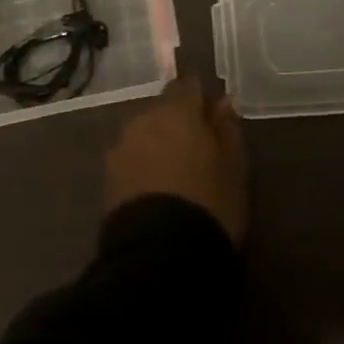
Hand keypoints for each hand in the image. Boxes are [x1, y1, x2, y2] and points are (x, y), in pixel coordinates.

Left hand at [104, 76, 248, 243]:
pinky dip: (143, 166)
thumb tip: (222, 102)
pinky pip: (132, 159)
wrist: (160, 258)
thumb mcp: (235, 167)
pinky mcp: (108, 178)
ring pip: (145, 134)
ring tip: (175, 175)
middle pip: (163, 109)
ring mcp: (122, 148)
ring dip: (158, 144)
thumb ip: (228, 128)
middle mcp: (144, 119)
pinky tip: (156, 191)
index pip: (187, 85)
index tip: (213, 119)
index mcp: (177, 111)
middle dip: (177, 122)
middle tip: (197, 151)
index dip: (200, 99)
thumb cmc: (209, 204)